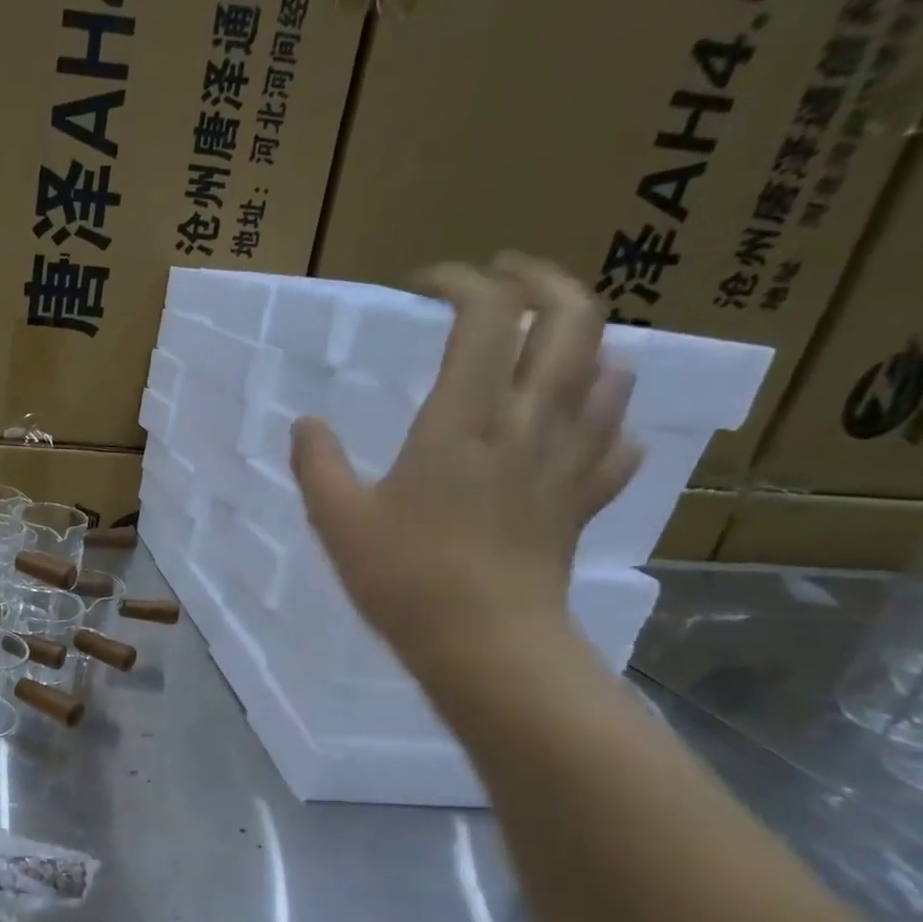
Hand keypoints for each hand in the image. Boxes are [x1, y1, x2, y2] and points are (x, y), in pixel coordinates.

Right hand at [291, 254, 641, 678]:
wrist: (485, 643)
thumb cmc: (404, 577)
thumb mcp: (337, 519)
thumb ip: (316, 463)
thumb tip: (306, 423)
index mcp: (464, 419)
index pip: (488, 314)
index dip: (462, 281)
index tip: (425, 284)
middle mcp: (528, 421)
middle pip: (573, 317)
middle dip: (542, 279)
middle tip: (503, 278)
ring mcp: (568, 457)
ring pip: (608, 368)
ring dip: (579, 341)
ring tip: (539, 346)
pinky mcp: (585, 496)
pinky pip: (617, 436)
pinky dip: (602, 414)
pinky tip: (575, 424)